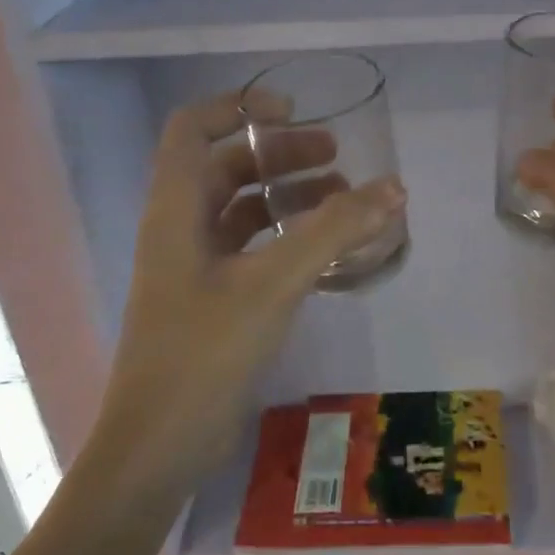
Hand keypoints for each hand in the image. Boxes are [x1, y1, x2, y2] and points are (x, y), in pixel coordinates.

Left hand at [88, 91, 405, 497]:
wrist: (160, 447)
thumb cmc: (205, 352)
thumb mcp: (274, 283)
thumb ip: (334, 231)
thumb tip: (393, 187)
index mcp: (176, 207)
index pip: (192, 128)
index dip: (237, 107)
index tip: (291, 111)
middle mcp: (180, 227)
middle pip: (228, 165)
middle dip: (281, 153)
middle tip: (336, 156)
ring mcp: (196, 267)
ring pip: (244, 209)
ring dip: (290, 195)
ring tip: (345, 199)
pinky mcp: (213, 299)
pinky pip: (253, 248)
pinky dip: (289, 237)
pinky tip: (328, 249)